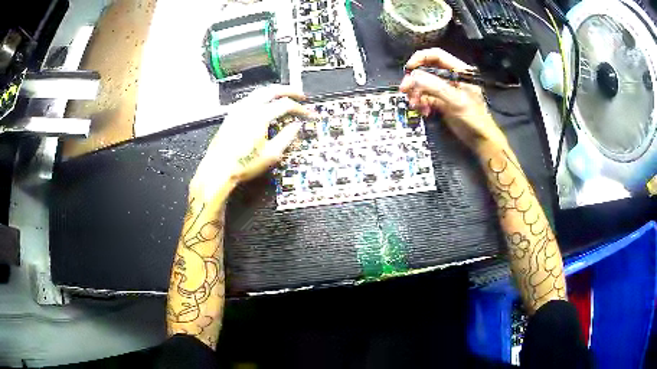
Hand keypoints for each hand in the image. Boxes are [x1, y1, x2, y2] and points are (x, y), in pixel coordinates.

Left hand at [190, 85, 315, 200]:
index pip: (285, 104)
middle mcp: (248, 108)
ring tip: (284, 96)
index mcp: (260, 116)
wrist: (218, 170)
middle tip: (299, 94)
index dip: (299, 108)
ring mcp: (238, 110)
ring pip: (259, 91)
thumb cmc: (244, 164)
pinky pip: (249, 98)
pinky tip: (264, 104)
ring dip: (274, 91)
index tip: (307, 113)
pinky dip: (262, 97)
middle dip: (288, 90)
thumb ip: (287, 137)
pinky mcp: (231, 115)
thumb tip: (296, 126)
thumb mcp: (271, 154)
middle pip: (272, 90)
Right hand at [399, 48, 506, 150]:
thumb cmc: (473, 118)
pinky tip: (424, 111)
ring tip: (415, 105)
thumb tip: (413, 77)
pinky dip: (422, 103)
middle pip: (426, 70)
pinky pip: (426, 97)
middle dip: (415, 80)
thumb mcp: (455, 100)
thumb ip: (435, 86)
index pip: (436, 55)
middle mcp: (451, 77)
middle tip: (405, 90)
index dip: (420, 58)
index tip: (408, 69)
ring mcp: (445, 90)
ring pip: (424, 84)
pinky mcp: (442, 101)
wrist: (480, 140)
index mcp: (459, 70)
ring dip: (416, 94)